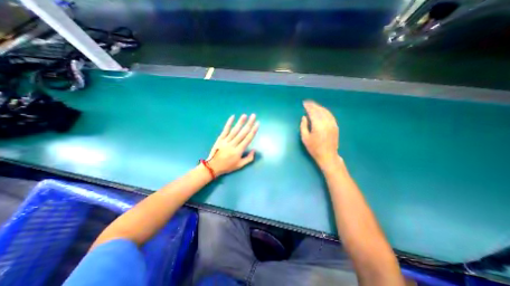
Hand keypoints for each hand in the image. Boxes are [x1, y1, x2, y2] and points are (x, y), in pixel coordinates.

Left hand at [205, 113, 258, 176]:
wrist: (213, 167)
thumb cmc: (227, 166)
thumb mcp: (240, 165)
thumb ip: (249, 158)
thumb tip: (254, 149)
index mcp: (238, 151)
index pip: (248, 139)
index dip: (253, 131)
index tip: (257, 124)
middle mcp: (233, 144)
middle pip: (242, 133)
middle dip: (249, 123)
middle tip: (253, 116)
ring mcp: (226, 141)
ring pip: (234, 130)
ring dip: (240, 122)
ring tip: (245, 115)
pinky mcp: (220, 139)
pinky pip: (225, 130)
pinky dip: (228, 123)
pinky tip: (232, 117)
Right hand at [300, 101, 339, 168]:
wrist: (328, 155)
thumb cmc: (314, 148)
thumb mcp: (305, 138)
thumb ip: (303, 126)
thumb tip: (304, 117)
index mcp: (318, 125)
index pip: (313, 112)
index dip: (308, 107)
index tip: (304, 103)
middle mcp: (326, 122)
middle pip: (319, 110)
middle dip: (313, 105)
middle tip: (308, 103)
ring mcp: (332, 124)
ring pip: (326, 112)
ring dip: (319, 107)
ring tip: (313, 105)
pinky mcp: (335, 126)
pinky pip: (330, 115)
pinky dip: (325, 111)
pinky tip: (322, 111)